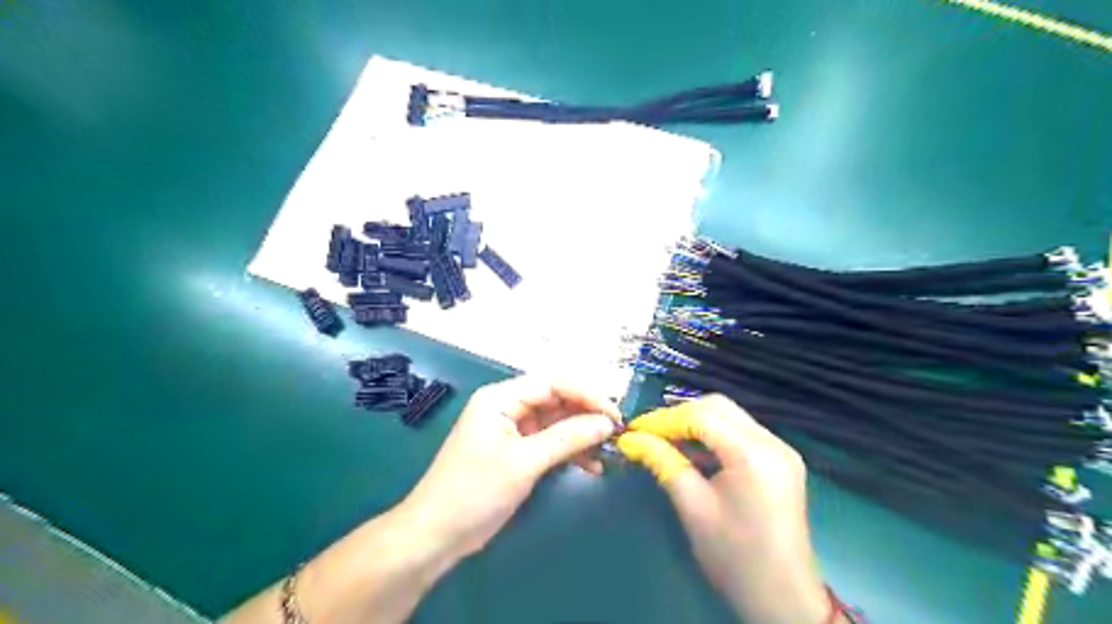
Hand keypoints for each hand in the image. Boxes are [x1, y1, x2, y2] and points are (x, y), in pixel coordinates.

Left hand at [403, 378, 624, 563]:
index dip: (587, 394)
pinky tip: (591, 466)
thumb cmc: (476, 491)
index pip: (553, 382)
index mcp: (502, 397)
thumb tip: (607, 423)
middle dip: (586, 414)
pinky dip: (569, 451)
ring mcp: (512, 428)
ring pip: (556, 421)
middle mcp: (507, 406)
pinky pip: (549, 441)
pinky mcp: (515, 450)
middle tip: (616, 432)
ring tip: (608, 450)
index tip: (615, 414)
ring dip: (581, 434)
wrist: (436, 533)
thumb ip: (568, 438)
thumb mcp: (525, 462)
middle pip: (556, 399)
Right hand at [612, 395, 837, 622]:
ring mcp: (781, 450)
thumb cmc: (734, 557)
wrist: (783, 599)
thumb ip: (662, 463)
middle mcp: (772, 442)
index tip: (634, 431)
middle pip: (718, 407)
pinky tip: (693, 452)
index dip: (663, 419)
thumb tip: (630, 440)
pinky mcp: (781, 461)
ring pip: (730, 416)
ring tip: (665, 441)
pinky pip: (741, 432)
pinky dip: (713, 435)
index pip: (701, 416)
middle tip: (649, 433)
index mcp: (753, 454)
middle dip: (679, 415)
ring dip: (695, 423)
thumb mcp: (692, 507)